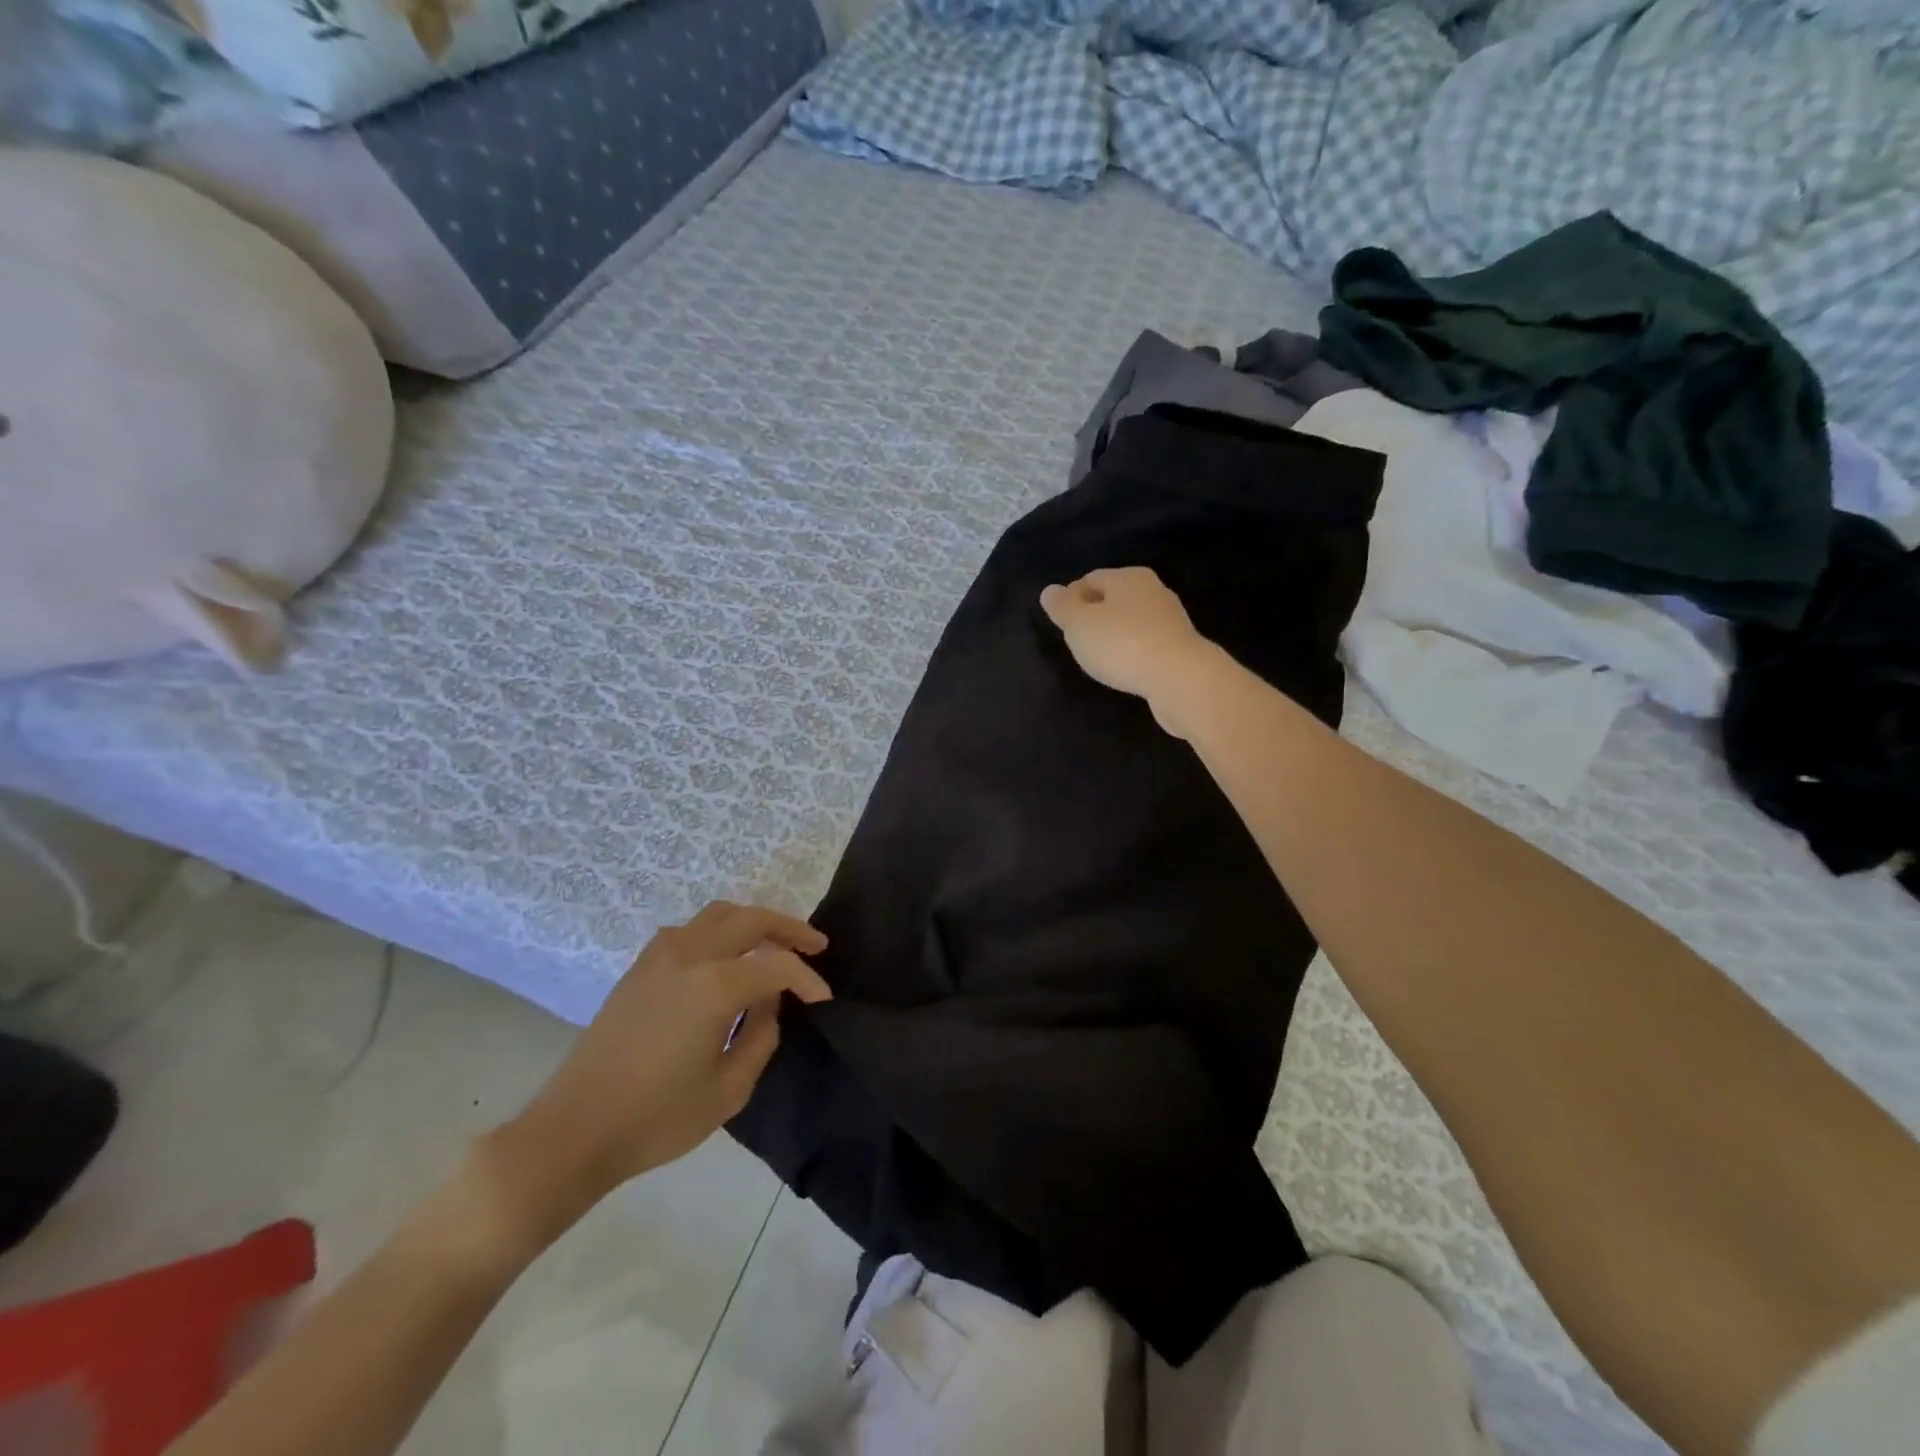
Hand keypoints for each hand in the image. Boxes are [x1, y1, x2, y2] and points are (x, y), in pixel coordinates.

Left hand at [483, 902, 830, 1242]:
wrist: (573, 1132)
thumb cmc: (656, 1119)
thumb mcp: (728, 1090)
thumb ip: (761, 1037)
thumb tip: (769, 1003)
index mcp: (715, 986)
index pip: (777, 967)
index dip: (807, 979)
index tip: (823, 999)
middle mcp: (690, 956)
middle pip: (751, 920)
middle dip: (789, 929)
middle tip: (814, 946)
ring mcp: (659, 957)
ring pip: (718, 914)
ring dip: (752, 922)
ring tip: (773, 944)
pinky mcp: (639, 968)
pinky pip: (689, 930)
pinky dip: (718, 931)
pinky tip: (724, 958)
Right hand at [1040, 567, 1216, 736]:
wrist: (1180, 679)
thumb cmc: (1122, 644)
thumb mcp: (1079, 625)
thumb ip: (1062, 607)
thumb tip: (1050, 590)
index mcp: (1128, 577)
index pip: (1090, 579)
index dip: (1071, 598)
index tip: (1060, 622)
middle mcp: (1152, 590)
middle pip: (1113, 598)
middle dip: (1093, 615)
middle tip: (1076, 640)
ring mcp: (1170, 619)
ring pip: (1130, 621)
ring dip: (1113, 635)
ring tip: (1098, 657)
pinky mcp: (1180, 647)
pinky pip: (1145, 643)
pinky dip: (1131, 651)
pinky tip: (1124, 668)